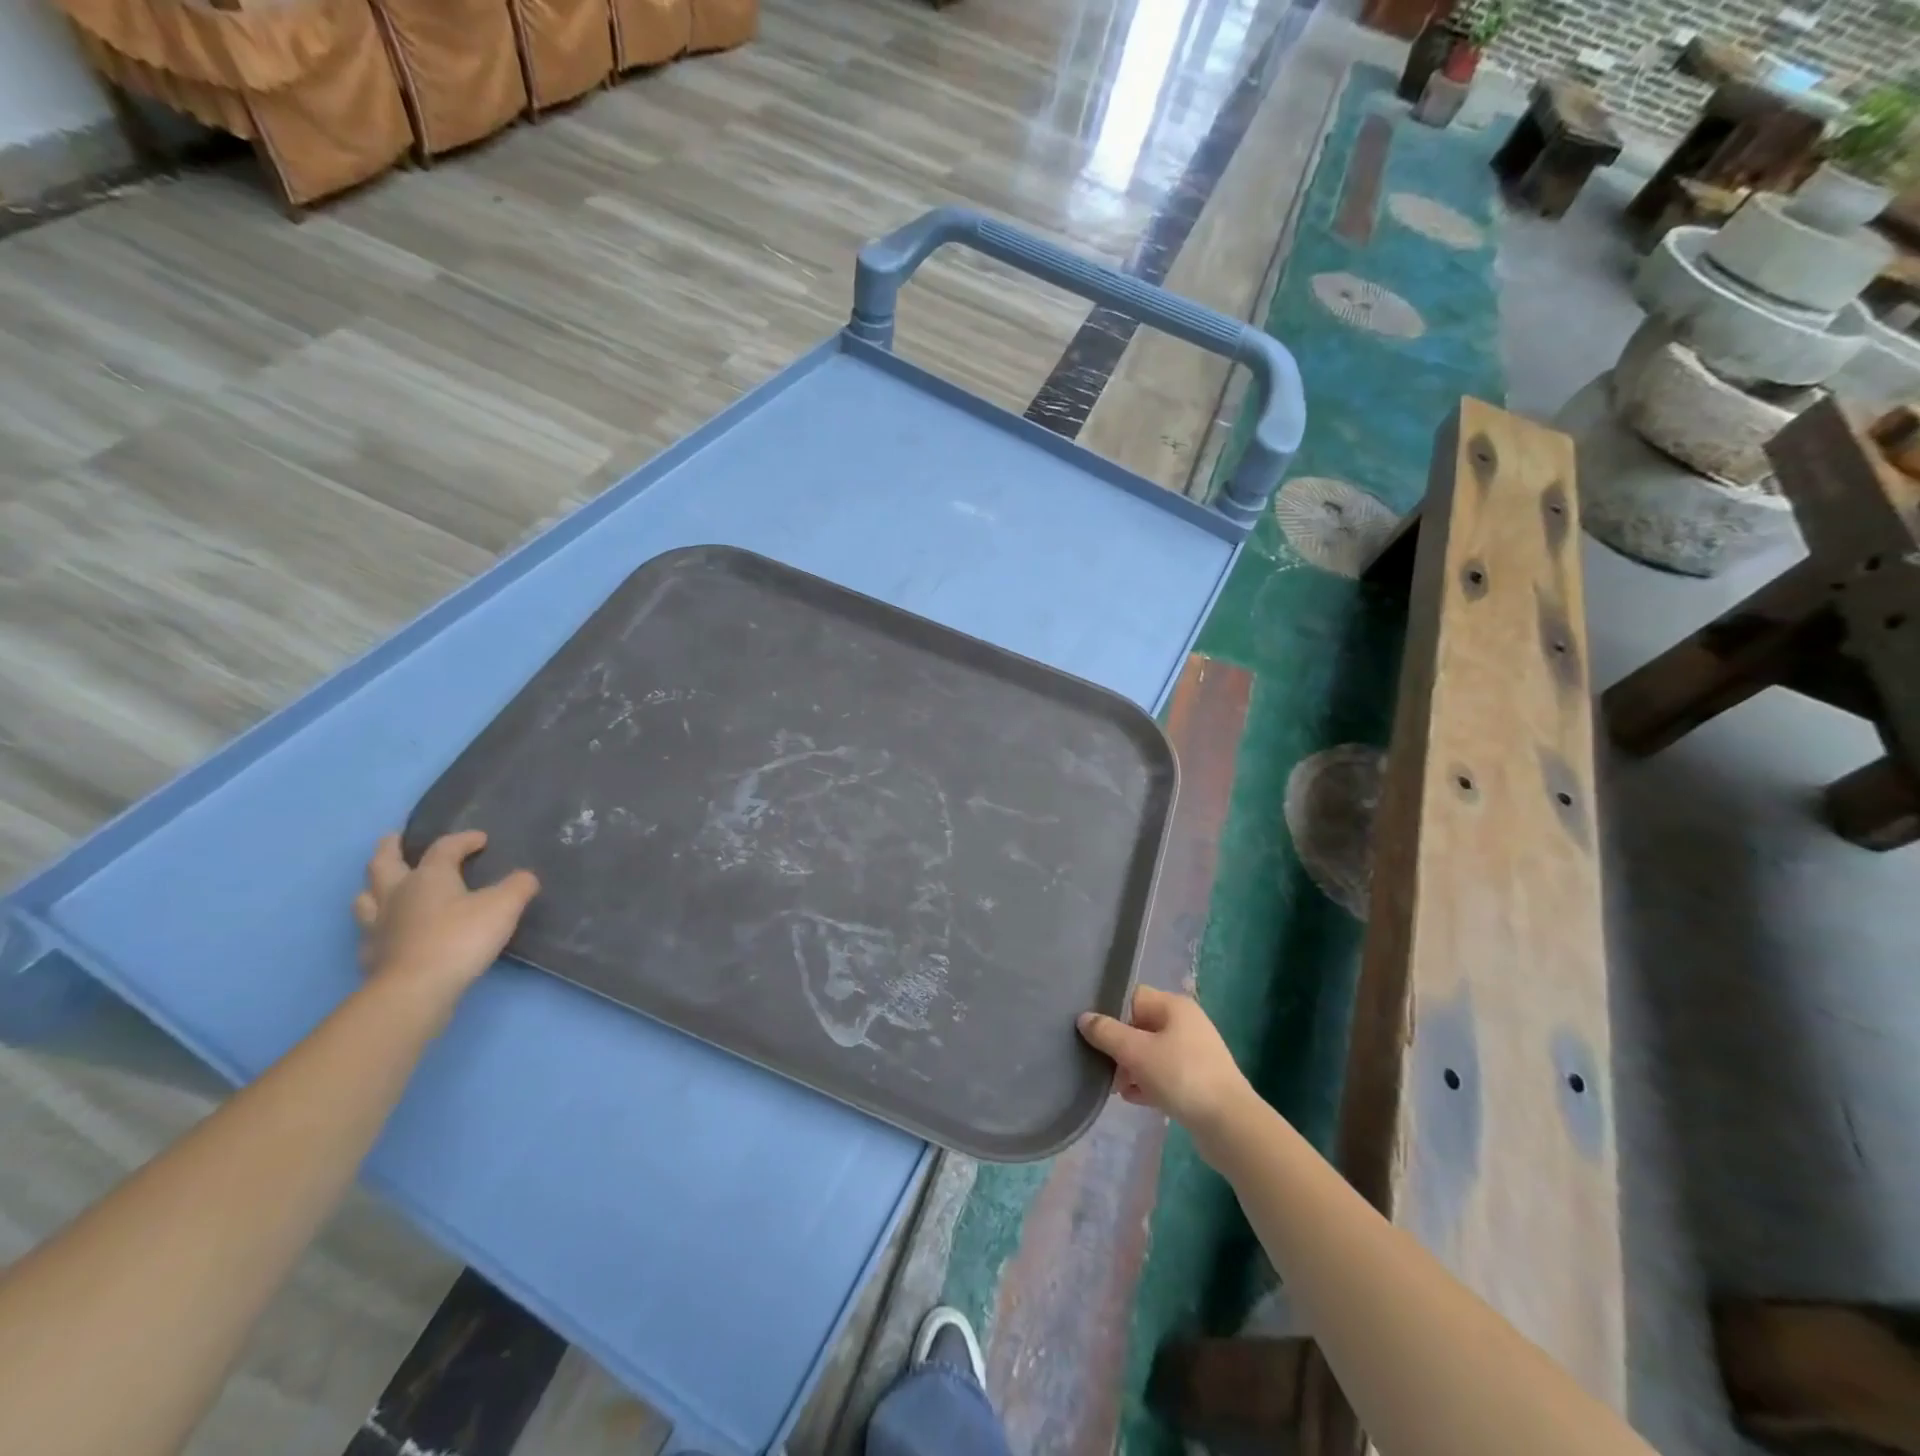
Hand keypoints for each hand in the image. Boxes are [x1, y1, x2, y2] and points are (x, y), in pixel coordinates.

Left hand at [352, 832, 539, 1014]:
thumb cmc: (461, 938)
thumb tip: (525, 877)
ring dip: (373, 886)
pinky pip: (368, 931)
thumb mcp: (504, 907)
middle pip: (383, 862)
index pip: (444, 848)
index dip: (463, 839)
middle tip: (395, 839)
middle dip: (390, 848)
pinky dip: (376, 925)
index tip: (481, 839)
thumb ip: (518, 887)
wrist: (415, 989)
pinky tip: (387, 932)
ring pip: (366, 896)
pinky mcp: (371, 955)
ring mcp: (378, 925)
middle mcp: (397, 894)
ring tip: (383, 884)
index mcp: (429, 876)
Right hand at [1078, 986, 1256, 1153]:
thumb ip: (1107, 1033)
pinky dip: (1147, 1082)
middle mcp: (1186, 1023)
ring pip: (1150, 1052)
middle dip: (1118, 1046)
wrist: (1230, 1125)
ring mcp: (1194, 1052)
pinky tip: (1132, 1098)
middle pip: (1140, 1025)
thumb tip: (1084, 1018)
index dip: (1110, 1011)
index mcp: (1174, 1006)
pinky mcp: (1197, 1080)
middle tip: (1101, 1065)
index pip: (1133, 997)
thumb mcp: (1136, 1052)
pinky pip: (1163, 1074)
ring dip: (1130, 1067)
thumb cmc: (1181, 1076)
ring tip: (1114, 1087)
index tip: (1091, 1032)